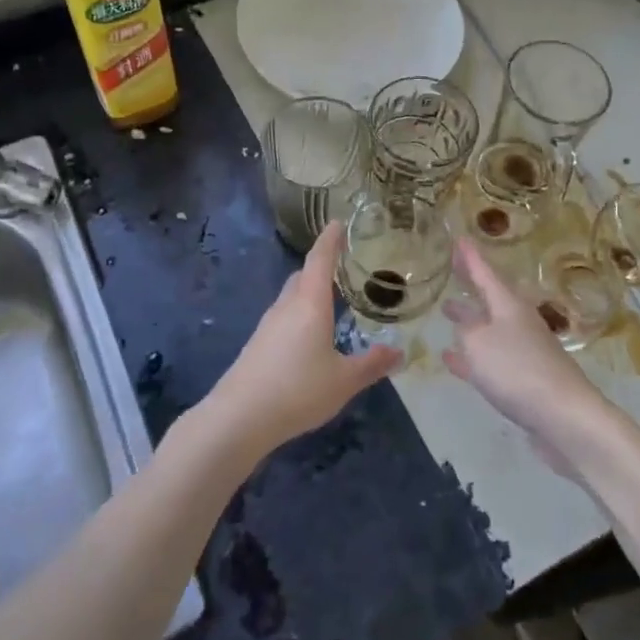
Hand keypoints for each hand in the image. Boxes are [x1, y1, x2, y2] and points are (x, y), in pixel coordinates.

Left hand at [201, 222, 401, 459]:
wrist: (239, 416)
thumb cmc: (298, 390)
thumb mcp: (344, 381)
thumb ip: (371, 364)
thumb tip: (399, 352)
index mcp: (310, 303)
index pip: (320, 260)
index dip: (330, 239)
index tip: (337, 222)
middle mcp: (287, 306)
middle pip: (303, 275)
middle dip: (321, 266)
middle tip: (342, 264)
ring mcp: (268, 324)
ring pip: (291, 296)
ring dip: (309, 290)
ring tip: (330, 299)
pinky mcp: (258, 343)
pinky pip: (283, 316)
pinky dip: (299, 313)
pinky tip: (309, 335)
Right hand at [443, 239, 613, 463]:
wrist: (564, 417)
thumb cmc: (517, 369)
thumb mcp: (478, 343)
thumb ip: (466, 331)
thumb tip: (466, 327)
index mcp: (508, 305)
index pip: (485, 273)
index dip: (470, 257)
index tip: (459, 238)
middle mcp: (518, 322)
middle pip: (490, 297)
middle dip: (471, 284)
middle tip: (454, 268)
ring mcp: (523, 351)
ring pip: (489, 327)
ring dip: (469, 319)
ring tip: (447, 311)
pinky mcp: (523, 379)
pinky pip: (490, 359)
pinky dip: (470, 356)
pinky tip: (451, 359)